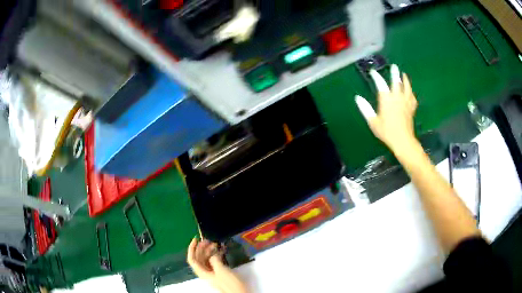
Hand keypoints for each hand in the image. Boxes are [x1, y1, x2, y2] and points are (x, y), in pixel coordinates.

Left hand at [187, 238, 247, 292]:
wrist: (239, 292)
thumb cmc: (229, 283)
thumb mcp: (221, 270)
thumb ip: (214, 259)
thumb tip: (212, 253)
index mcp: (202, 272)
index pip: (192, 259)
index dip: (191, 248)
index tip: (196, 239)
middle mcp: (205, 272)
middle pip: (199, 258)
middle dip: (202, 248)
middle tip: (209, 240)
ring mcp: (212, 272)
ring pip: (207, 259)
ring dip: (209, 251)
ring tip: (216, 244)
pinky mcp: (219, 273)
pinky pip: (214, 261)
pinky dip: (216, 255)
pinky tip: (221, 250)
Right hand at [355, 64, 417, 154]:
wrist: (403, 141)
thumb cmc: (386, 132)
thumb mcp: (373, 122)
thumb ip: (365, 109)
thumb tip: (357, 98)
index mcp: (386, 99)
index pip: (380, 83)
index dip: (376, 76)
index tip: (373, 72)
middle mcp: (397, 97)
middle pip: (396, 81)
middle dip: (394, 73)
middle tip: (394, 66)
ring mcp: (406, 102)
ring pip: (407, 87)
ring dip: (405, 80)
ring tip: (404, 75)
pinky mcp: (412, 108)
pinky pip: (413, 97)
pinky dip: (411, 92)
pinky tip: (411, 92)